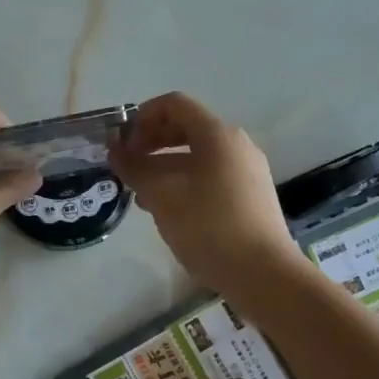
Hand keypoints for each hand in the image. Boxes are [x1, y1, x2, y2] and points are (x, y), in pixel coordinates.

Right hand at [109, 92, 306, 299]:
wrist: (263, 274)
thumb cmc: (209, 228)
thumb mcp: (162, 196)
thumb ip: (135, 168)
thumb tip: (116, 150)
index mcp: (217, 135)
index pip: (174, 104)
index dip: (142, 118)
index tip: (123, 145)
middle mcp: (236, 145)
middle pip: (186, 128)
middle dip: (151, 142)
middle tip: (128, 167)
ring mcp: (247, 171)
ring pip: (197, 155)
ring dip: (165, 166)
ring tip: (141, 194)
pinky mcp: (251, 196)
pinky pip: (211, 176)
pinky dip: (184, 182)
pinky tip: (168, 211)